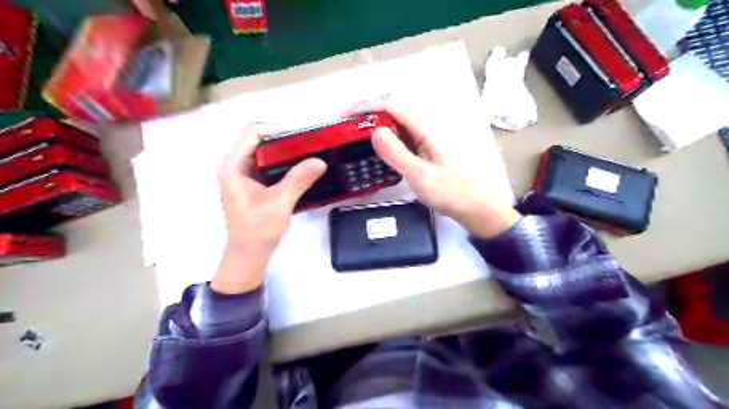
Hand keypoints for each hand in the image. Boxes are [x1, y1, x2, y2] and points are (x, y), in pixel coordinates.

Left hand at [211, 123, 324, 292]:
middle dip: (285, 138)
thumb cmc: (257, 231)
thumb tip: (320, 160)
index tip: (303, 135)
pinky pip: (270, 165)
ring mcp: (244, 175)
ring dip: (287, 150)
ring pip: (266, 152)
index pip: (253, 132)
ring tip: (310, 151)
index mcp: (233, 166)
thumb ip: (298, 180)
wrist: (249, 256)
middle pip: (260, 139)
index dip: (277, 128)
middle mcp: (235, 166)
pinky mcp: (254, 184)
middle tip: (311, 142)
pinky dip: (285, 162)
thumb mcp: (279, 203)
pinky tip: (302, 166)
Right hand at [343, 95, 518, 239]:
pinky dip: (390, 136)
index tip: (345, 115)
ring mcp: (432, 137)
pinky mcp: (431, 147)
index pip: (394, 105)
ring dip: (379, 123)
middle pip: (397, 108)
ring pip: (401, 121)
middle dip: (370, 111)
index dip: (367, 105)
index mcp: (429, 129)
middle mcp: (430, 127)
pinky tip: (382, 147)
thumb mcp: (421, 176)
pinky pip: (407, 135)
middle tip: (349, 126)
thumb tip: (375, 131)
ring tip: (359, 135)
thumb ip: (398, 154)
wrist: (478, 207)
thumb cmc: (452, 193)